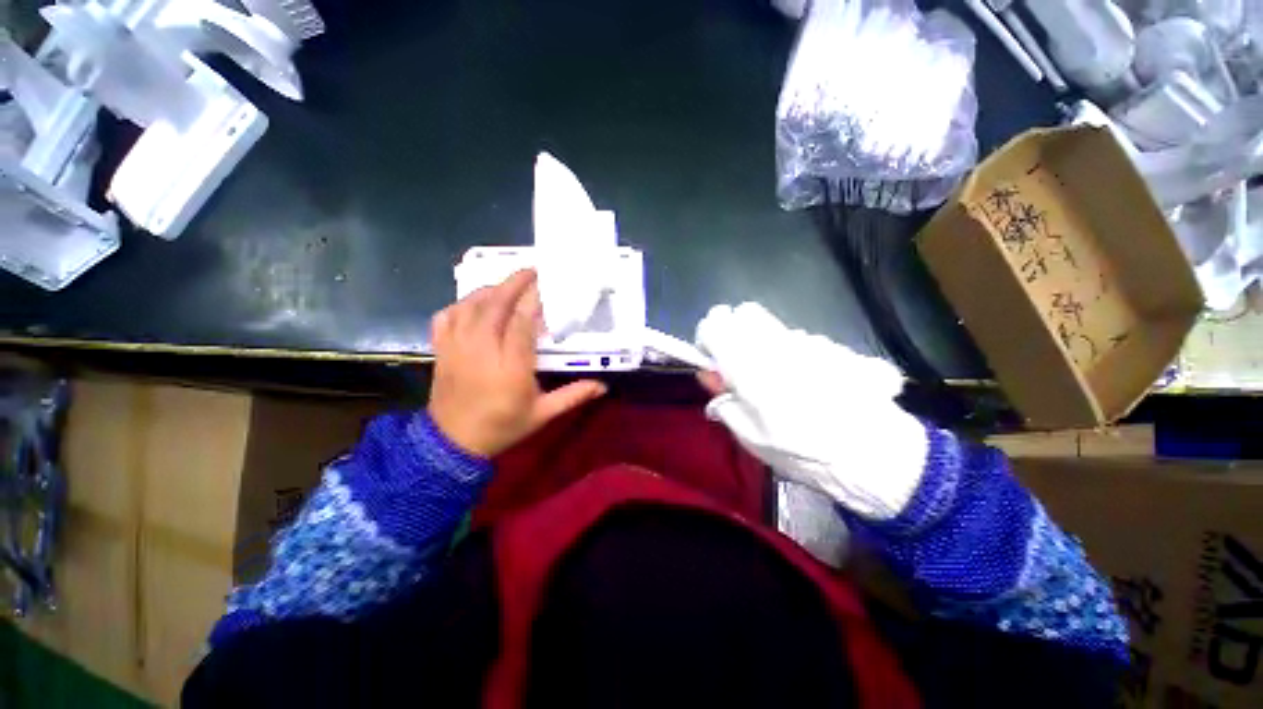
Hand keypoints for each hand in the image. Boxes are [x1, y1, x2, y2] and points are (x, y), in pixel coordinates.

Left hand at [428, 270, 606, 456]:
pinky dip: (461, 303)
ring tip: (507, 283)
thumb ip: (573, 396)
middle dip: (513, 283)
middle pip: (495, 306)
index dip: (533, 300)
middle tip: (531, 271)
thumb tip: (603, 385)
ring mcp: (457, 348)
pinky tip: (474, 302)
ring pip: (470, 306)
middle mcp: (482, 351)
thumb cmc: (502, 427)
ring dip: (490, 289)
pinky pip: (446, 317)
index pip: (521, 323)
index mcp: (510, 368)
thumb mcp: (542, 415)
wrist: (452, 444)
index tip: (545, 284)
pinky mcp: (441, 350)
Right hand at [695, 303, 926, 518]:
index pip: (715, 324)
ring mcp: (807, 342)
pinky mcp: (832, 346)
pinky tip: (809, 380)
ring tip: (780, 378)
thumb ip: (724, 398)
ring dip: (765, 344)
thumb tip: (708, 373)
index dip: (707, 337)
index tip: (712, 358)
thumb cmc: (801, 451)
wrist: (873, 454)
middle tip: (742, 363)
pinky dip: (793, 352)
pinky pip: (800, 339)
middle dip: (736, 331)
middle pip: (744, 313)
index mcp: (749, 365)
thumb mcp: (749, 435)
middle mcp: (777, 344)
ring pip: (772, 326)